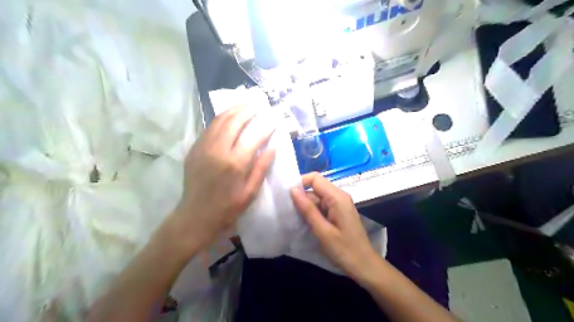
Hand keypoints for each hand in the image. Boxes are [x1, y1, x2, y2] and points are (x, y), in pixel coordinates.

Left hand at [166, 107, 275, 257]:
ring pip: (219, 120)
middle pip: (235, 121)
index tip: (274, 118)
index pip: (254, 136)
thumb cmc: (228, 207)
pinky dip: (221, 118)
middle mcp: (218, 150)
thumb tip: (273, 147)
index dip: (266, 125)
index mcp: (235, 163)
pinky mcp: (194, 149)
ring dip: (233, 109)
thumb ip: (262, 167)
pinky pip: (209, 128)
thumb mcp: (250, 192)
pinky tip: (228, 116)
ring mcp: (203, 147)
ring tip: (245, 103)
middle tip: (259, 104)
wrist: (196, 215)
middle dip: (249, 110)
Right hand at [292, 172, 380, 280]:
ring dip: (306, 206)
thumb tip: (292, 190)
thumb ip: (308, 209)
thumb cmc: (344, 250)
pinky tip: (305, 222)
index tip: (287, 196)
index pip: (315, 179)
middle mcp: (339, 196)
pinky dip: (312, 212)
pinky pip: (322, 206)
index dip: (300, 183)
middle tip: (288, 211)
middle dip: (301, 197)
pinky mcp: (338, 212)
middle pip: (316, 187)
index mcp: (337, 197)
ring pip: (317, 197)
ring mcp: (339, 204)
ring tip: (294, 218)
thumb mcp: (323, 231)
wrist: (364, 266)